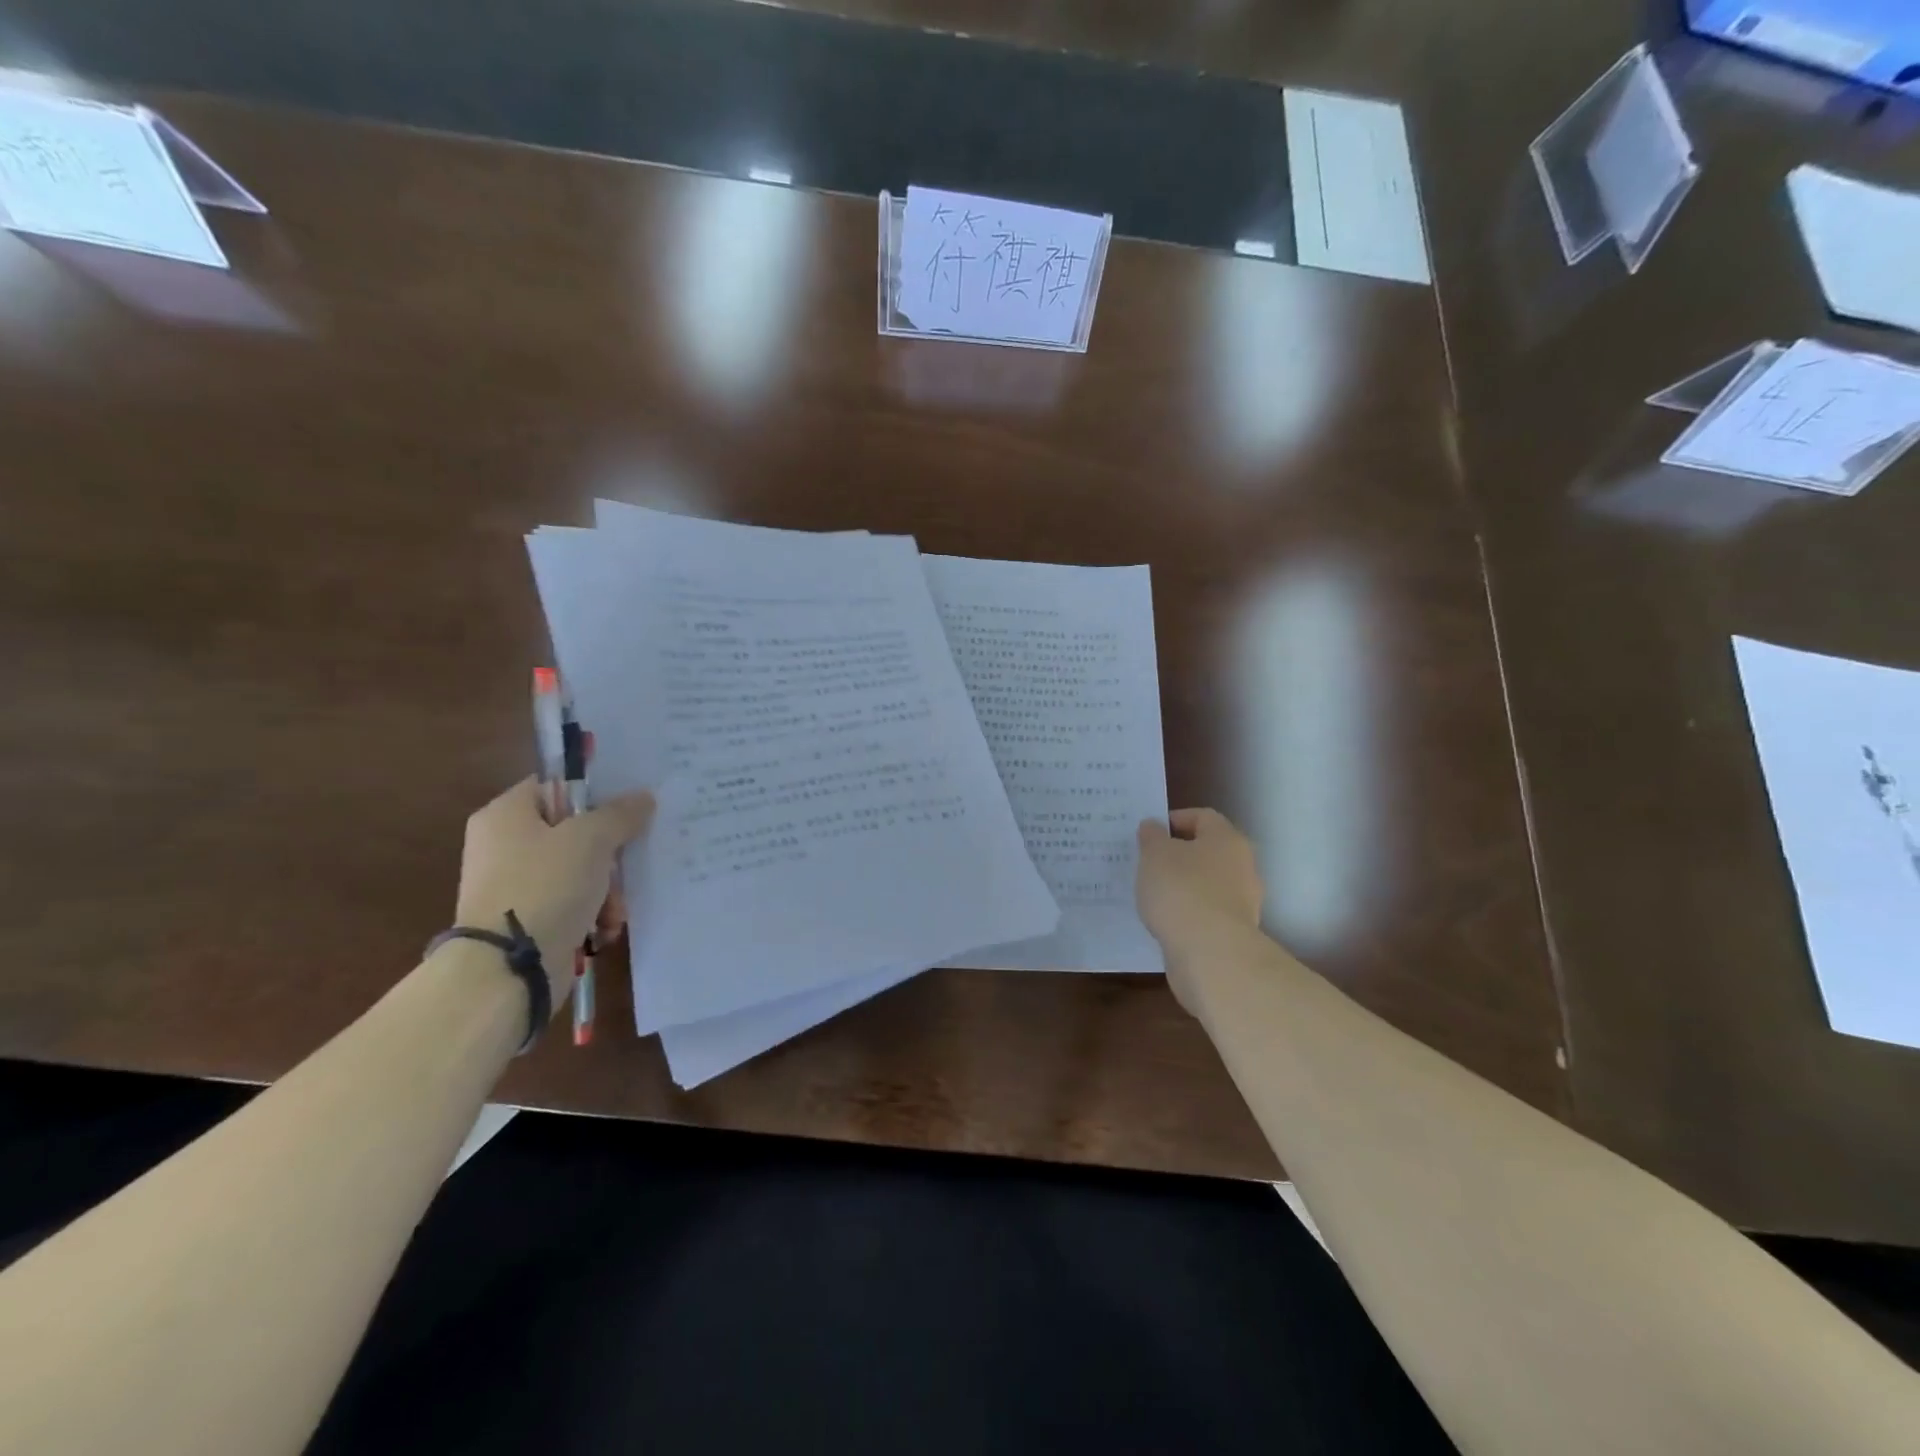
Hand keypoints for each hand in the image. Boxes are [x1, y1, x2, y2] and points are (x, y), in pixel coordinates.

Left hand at [453, 778, 654, 1008]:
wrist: (506, 969)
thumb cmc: (545, 886)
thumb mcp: (591, 839)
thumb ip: (620, 813)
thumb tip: (643, 797)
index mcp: (506, 815)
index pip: (556, 786)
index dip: (595, 793)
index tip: (630, 806)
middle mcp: (504, 845)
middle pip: (574, 832)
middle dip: (609, 854)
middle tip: (626, 865)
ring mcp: (514, 885)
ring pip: (579, 871)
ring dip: (607, 889)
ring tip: (614, 910)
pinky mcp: (528, 919)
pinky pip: (571, 903)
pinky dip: (592, 914)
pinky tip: (604, 929)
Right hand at [1137, 809, 1263, 1010]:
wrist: (1210, 953)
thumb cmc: (1181, 890)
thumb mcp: (1154, 854)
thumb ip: (1152, 836)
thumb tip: (1153, 826)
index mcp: (1227, 840)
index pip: (1203, 817)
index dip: (1175, 819)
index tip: (1149, 832)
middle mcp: (1242, 867)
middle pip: (1208, 851)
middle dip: (1178, 855)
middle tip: (1148, 861)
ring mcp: (1242, 902)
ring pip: (1207, 884)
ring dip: (1183, 886)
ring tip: (1152, 893)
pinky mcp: (1234, 933)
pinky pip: (1206, 913)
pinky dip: (1187, 913)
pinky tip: (1164, 920)